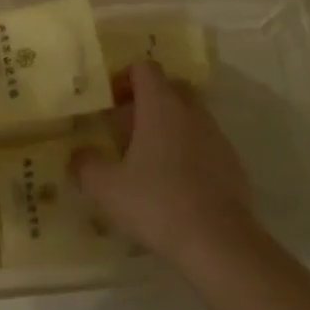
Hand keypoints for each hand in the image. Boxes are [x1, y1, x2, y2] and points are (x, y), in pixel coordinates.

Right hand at [70, 61, 254, 267]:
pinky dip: (188, 151)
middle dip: (147, 101)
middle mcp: (190, 110)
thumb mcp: (108, 188)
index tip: (111, 104)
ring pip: (188, 115)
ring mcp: (215, 134)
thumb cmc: (157, 203)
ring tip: (149, 161)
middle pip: (168, 87)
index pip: (144, 68)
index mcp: (160, 104)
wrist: (219, 241)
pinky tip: (176, 184)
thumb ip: (86, 165)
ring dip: (168, 127)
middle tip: (127, 130)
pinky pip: (204, 142)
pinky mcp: (231, 160)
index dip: (124, 78)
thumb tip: (78, 154)